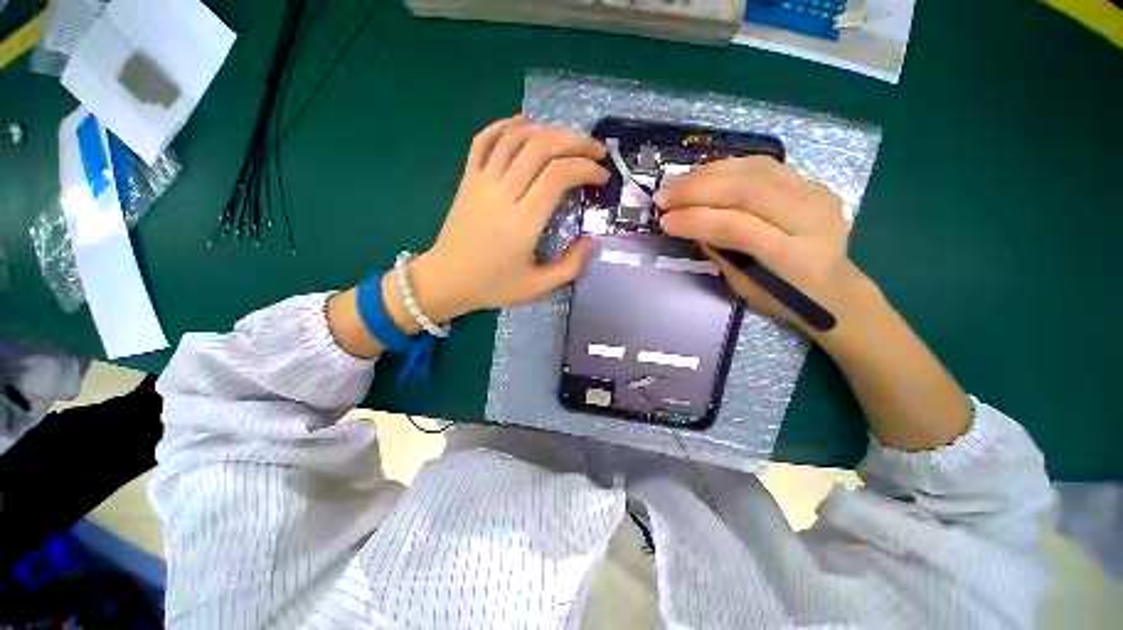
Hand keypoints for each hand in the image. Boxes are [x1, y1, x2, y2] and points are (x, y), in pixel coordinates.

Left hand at [408, 116, 608, 321]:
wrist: (446, 280)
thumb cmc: (493, 286)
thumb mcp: (538, 287)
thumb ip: (570, 266)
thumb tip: (593, 241)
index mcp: (522, 222)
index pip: (558, 175)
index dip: (585, 168)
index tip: (601, 177)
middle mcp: (502, 194)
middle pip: (541, 147)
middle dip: (575, 142)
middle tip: (594, 151)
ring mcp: (481, 182)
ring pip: (515, 137)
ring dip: (547, 130)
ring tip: (567, 140)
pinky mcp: (467, 178)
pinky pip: (483, 140)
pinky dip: (505, 125)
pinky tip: (523, 125)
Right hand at [657, 157, 872, 340]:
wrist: (837, 289)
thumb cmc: (785, 299)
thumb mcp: (744, 285)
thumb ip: (719, 250)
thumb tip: (689, 222)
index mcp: (792, 257)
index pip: (736, 226)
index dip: (695, 220)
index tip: (664, 220)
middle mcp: (810, 218)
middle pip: (745, 190)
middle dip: (695, 190)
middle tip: (663, 195)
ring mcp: (816, 194)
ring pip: (754, 170)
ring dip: (707, 174)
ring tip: (677, 183)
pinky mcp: (813, 182)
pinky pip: (764, 165)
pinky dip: (728, 167)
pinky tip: (704, 173)